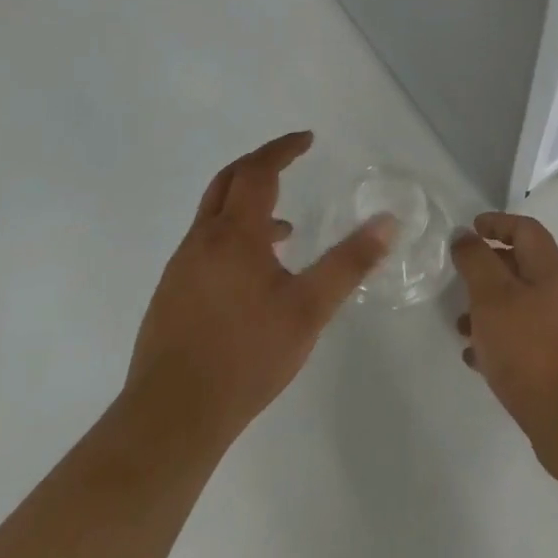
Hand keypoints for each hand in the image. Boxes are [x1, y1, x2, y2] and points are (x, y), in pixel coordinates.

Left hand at [119, 132, 395, 450]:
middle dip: (260, 163)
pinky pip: (205, 243)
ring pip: (213, 214)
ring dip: (246, 202)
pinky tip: (253, 275)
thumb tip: (388, 222)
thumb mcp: (309, 310)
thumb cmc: (245, 357)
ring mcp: (181, 267)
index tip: (306, 138)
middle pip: (228, 180)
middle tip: (290, 160)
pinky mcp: (171, 294)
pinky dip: (232, 233)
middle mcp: (202, 240)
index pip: (258, 171)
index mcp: (234, 234)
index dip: (282, 149)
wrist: (170, 418)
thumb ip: (349, 263)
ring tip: (284, 228)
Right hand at [452, 213, 557, 470]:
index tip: (471, 228)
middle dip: (490, 269)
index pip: (526, 230)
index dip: (498, 223)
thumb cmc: (531, 349)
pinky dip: (500, 340)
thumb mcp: (493, 297)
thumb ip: (476, 262)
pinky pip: (525, 341)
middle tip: (461, 279)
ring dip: (490, 309)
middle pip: (524, 267)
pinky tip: (477, 359)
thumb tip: (464, 235)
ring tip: (461, 326)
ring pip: (521, 307)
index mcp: (551, 271)